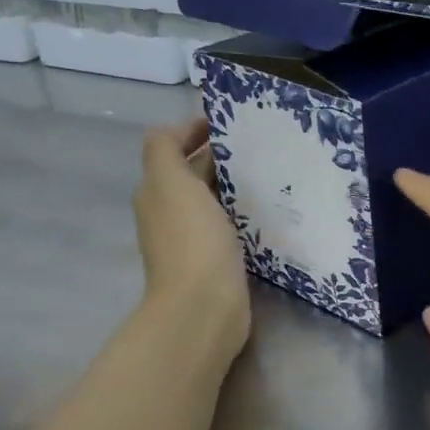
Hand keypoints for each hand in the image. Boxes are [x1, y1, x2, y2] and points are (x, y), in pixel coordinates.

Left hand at [135, 121, 248, 359]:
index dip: (195, 130)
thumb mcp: (170, 182)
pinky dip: (245, 213)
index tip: (233, 122)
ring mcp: (193, 238)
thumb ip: (165, 149)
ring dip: (236, 184)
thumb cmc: (191, 240)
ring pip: (214, 199)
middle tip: (261, 145)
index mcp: (157, 190)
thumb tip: (176, 131)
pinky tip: (270, 210)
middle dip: (220, 156)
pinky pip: (230, 225)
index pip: (171, 148)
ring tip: (272, 173)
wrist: (203, 307)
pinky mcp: (217, 260)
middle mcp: (170, 212)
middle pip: (193, 173)